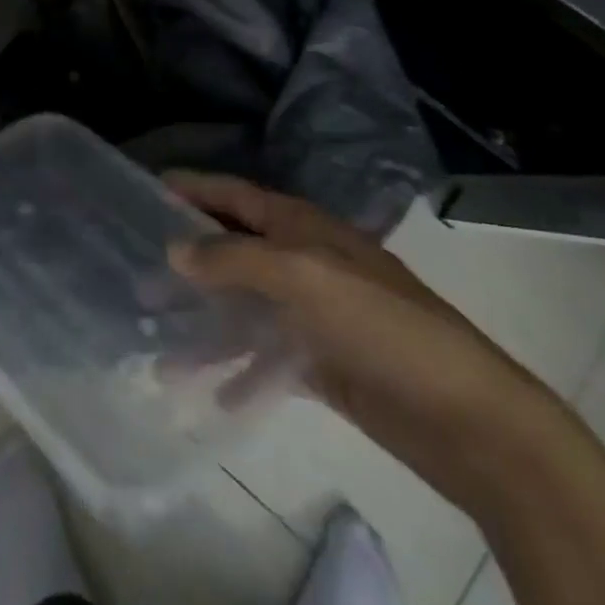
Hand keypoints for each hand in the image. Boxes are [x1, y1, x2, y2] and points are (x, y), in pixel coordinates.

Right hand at [168, 172, 582, 517]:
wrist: (466, 415)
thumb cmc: (379, 323)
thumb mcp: (301, 275)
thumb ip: (234, 258)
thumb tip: (175, 246)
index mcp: (302, 227)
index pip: (236, 195)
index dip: (194, 189)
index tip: (147, 189)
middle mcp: (305, 261)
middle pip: (235, 250)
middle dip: (189, 260)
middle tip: (139, 272)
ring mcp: (314, 314)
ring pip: (245, 308)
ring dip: (206, 323)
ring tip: (159, 345)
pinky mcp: (323, 363)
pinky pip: (267, 358)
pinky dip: (240, 371)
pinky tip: (211, 391)